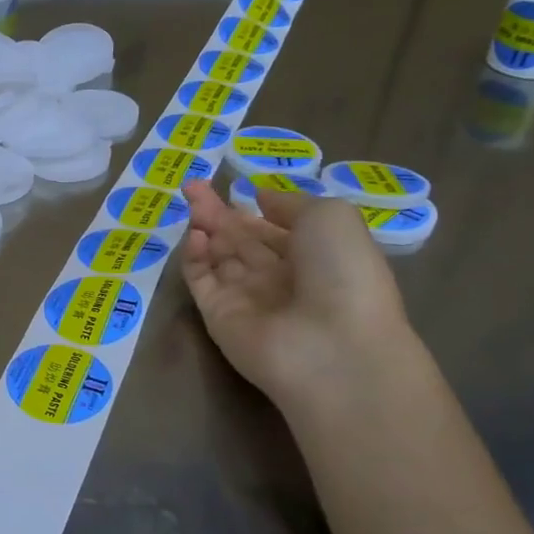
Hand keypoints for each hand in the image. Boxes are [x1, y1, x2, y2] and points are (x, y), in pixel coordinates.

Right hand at [178, 179, 410, 406]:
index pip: (272, 229)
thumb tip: (260, 199)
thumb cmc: (344, 274)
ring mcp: (246, 298)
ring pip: (217, 256)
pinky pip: (201, 281)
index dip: (250, 207)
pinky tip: (194, 236)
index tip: (227, 185)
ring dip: (204, 228)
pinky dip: (193, 258)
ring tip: (189, 200)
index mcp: (313, 256)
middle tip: (191, 185)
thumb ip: (290, 203)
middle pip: (239, 239)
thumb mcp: (331, 218)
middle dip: (217, 212)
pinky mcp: (217, 316)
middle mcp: (279, 278)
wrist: (333, 348)